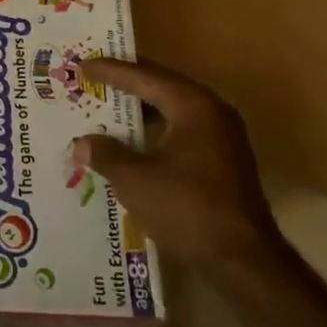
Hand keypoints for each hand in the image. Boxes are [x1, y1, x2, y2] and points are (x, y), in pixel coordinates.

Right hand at [73, 58, 279, 264]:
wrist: (244, 261)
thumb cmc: (187, 208)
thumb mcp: (136, 180)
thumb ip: (106, 155)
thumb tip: (81, 144)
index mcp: (193, 105)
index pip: (145, 76)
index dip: (111, 71)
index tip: (83, 65)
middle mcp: (212, 112)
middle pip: (162, 87)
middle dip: (127, 85)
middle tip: (94, 79)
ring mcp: (223, 138)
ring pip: (173, 111)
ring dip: (142, 111)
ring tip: (108, 109)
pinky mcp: (224, 162)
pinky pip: (182, 132)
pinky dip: (156, 132)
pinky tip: (134, 144)